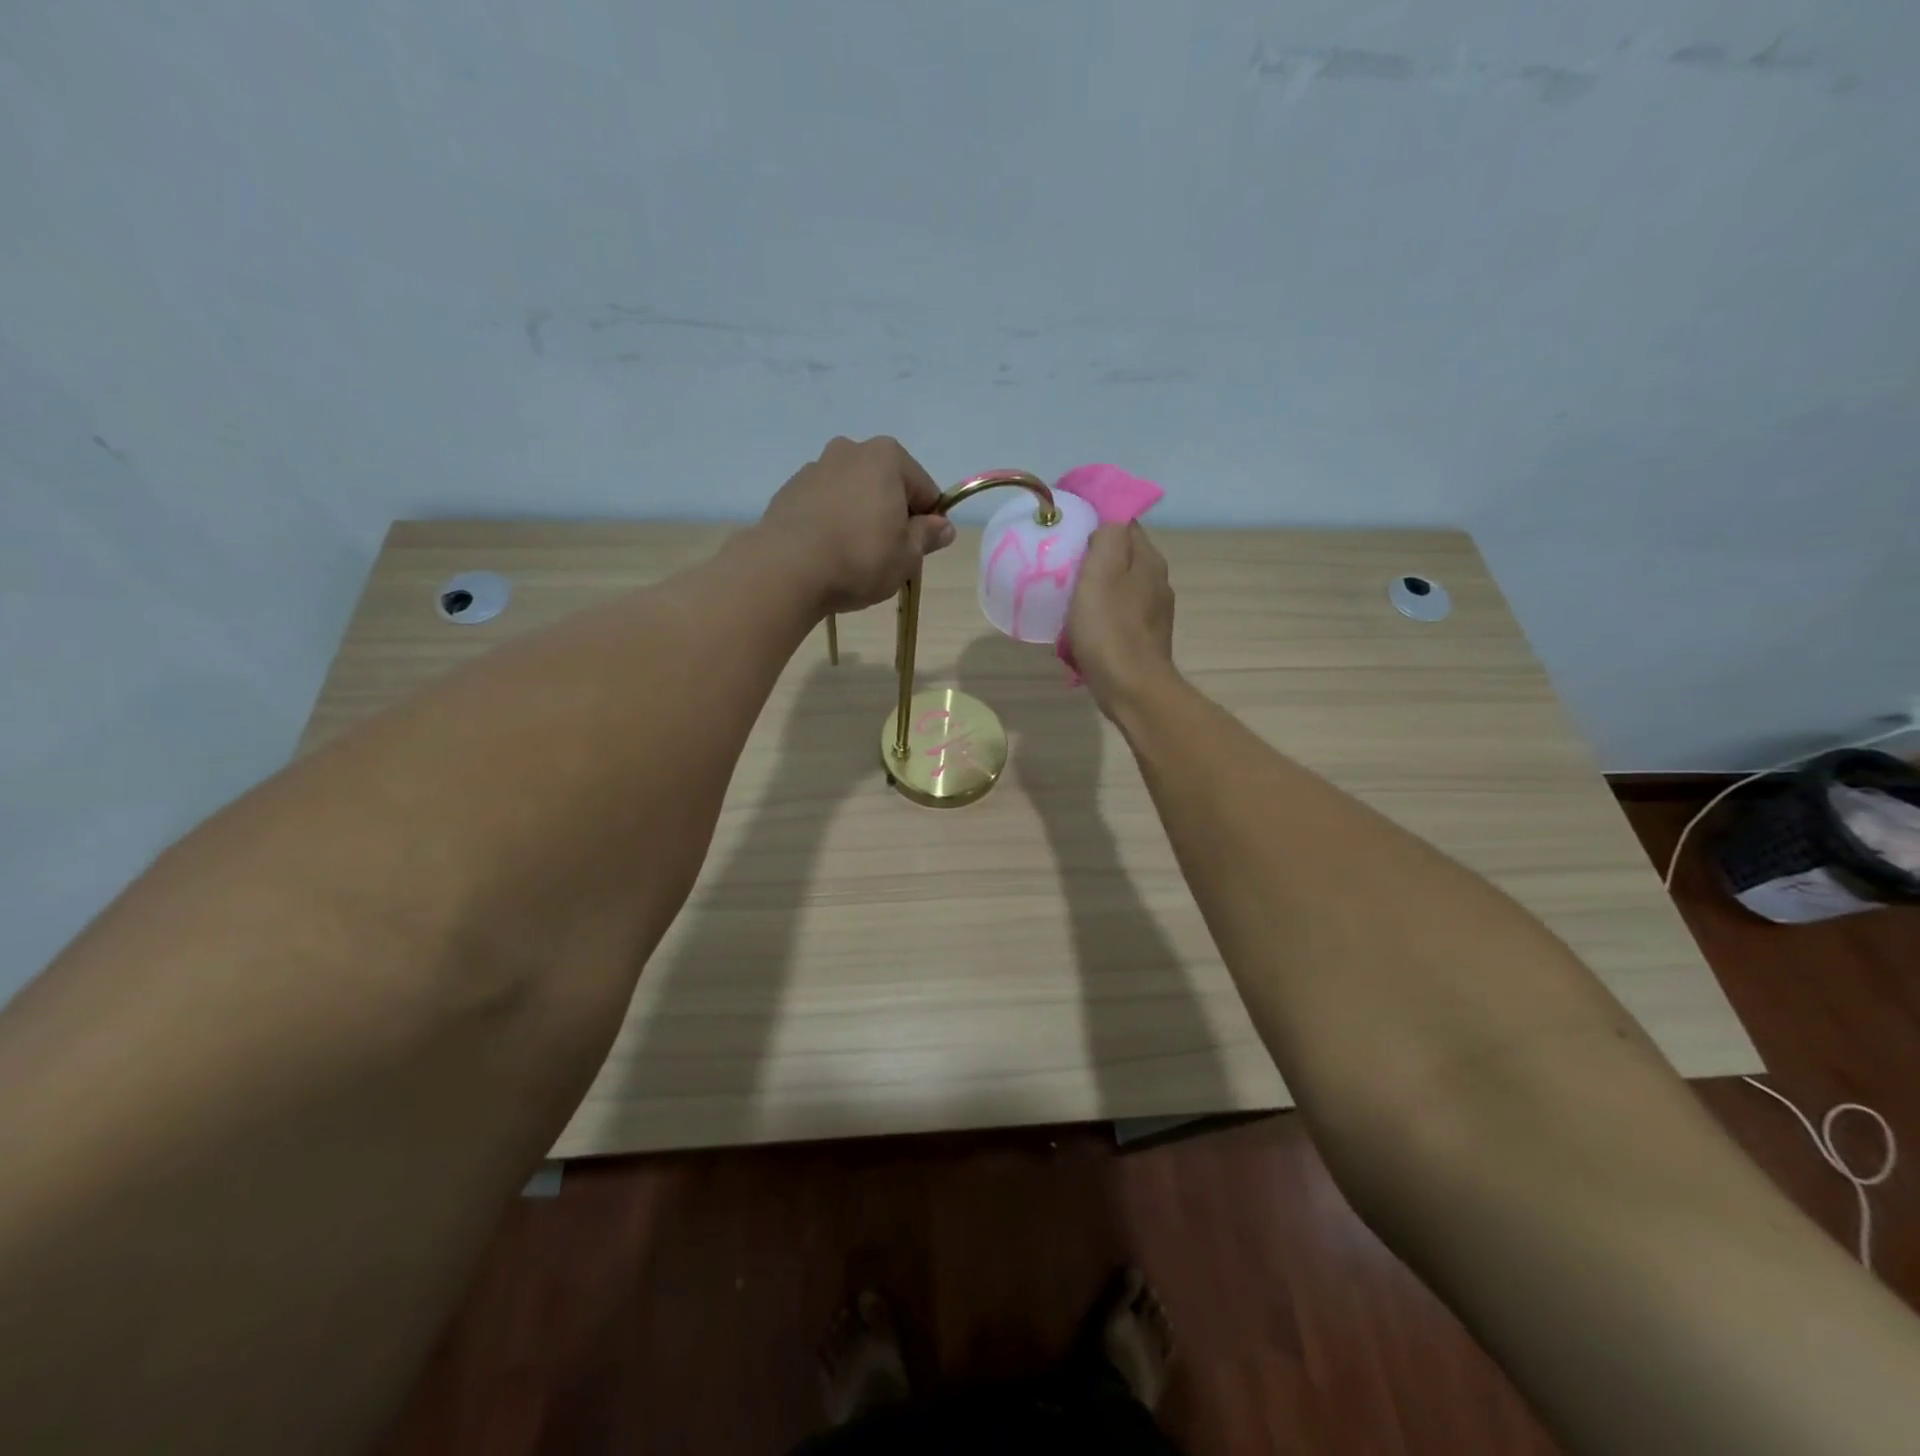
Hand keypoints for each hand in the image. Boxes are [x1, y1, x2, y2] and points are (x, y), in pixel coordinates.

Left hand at [757, 436, 955, 613]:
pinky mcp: (789, 491)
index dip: (928, 521)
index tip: (920, 549)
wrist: (786, 569)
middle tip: (888, 555)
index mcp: (887, 457)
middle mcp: (850, 450)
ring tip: (853, 557)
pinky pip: (824, 505)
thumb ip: (927, 536)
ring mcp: (814, 468)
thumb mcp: (907, 556)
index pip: (924, 489)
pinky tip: (828, 553)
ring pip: (853, 494)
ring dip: (860, 517)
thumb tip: (943, 527)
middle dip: (891, 515)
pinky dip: (832, 523)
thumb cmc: (859, 558)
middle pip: (886, 485)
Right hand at [1066, 522, 1177, 714]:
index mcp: (1148, 561)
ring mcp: (1151, 614)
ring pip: (1118, 588)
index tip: (1068, 529)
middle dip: (1094, 557)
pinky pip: (1116, 617)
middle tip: (1061, 563)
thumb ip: (1107, 537)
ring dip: (1095, 589)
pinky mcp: (1142, 640)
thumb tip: (1107, 524)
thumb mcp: (1102, 571)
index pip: (1125, 524)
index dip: (1098, 521)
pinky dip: (1099, 616)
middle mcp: (1156, 582)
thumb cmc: (1110, 628)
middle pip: (1122, 557)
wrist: (1131, 688)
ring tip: (1066, 596)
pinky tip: (1081, 628)